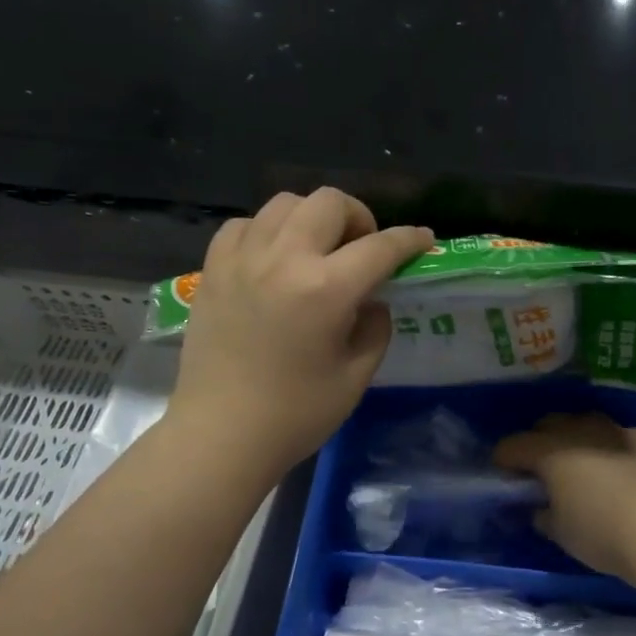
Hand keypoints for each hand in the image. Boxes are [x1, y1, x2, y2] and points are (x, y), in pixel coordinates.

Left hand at [168, 189, 432, 479]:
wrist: (222, 434)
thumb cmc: (296, 415)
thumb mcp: (356, 376)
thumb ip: (375, 328)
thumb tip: (371, 300)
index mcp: (326, 289)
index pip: (380, 247)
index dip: (409, 240)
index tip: (423, 239)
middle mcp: (283, 260)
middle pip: (329, 202)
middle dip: (359, 217)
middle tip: (362, 250)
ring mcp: (242, 259)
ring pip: (285, 203)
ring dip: (312, 218)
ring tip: (317, 250)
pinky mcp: (213, 269)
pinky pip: (245, 224)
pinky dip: (267, 231)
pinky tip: (273, 259)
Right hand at [493, 413, 635, 584]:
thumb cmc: (603, 535)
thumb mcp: (561, 533)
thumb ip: (544, 515)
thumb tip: (540, 508)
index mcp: (550, 452)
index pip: (514, 446)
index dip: (504, 459)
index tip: (502, 473)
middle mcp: (580, 432)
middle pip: (548, 425)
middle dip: (538, 441)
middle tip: (538, 468)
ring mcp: (616, 432)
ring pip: (584, 423)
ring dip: (574, 437)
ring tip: (576, 461)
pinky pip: (617, 435)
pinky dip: (608, 446)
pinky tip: (614, 465)